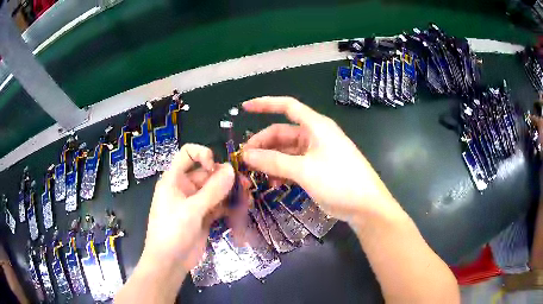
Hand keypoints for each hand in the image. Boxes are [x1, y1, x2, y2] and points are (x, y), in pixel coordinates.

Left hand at [141, 144, 234, 273]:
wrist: (169, 262)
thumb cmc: (172, 231)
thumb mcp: (191, 210)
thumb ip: (212, 190)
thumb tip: (231, 169)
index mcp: (174, 179)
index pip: (187, 154)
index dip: (202, 154)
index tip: (216, 166)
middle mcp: (185, 188)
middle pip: (207, 174)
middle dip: (226, 178)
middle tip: (245, 185)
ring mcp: (195, 203)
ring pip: (216, 191)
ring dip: (231, 194)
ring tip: (247, 199)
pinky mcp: (204, 217)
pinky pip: (219, 206)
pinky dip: (229, 208)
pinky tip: (241, 211)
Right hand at [242, 97, 397, 223]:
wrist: (365, 206)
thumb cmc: (339, 181)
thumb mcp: (305, 170)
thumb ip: (274, 161)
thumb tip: (246, 155)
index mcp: (316, 126)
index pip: (287, 106)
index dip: (265, 104)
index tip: (245, 108)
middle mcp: (315, 135)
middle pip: (282, 133)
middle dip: (262, 144)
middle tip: (244, 160)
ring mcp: (315, 153)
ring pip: (285, 151)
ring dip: (270, 161)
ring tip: (255, 174)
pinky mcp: (316, 168)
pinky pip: (293, 165)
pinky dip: (281, 172)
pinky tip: (273, 184)